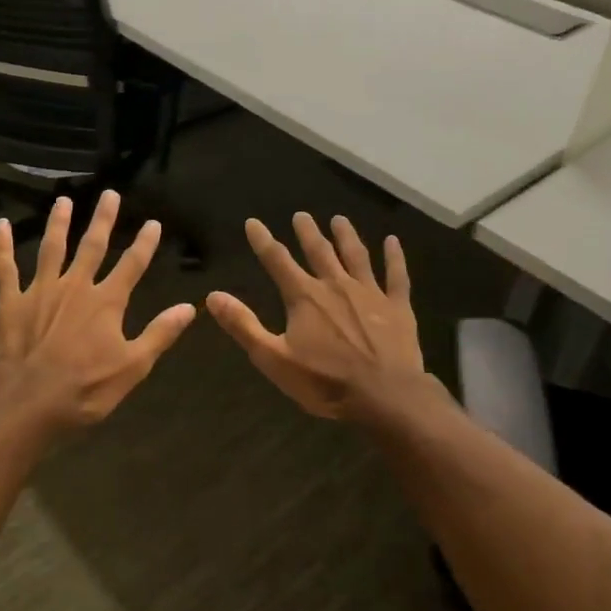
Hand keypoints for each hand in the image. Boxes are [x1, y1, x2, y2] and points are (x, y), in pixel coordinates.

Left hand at [0, 190, 196, 430]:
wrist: (26, 401)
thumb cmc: (84, 388)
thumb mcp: (133, 367)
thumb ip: (160, 333)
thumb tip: (189, 307)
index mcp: (106, 302)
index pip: (132, 265)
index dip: (144, 243)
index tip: (153, 223)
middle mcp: (75, 286)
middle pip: (92, 246)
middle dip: (103, 220)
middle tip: (109, 194)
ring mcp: (40, 290)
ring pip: (51, 248)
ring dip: (58, 223)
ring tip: (64, 200)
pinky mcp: (10, 301)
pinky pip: (5, 268)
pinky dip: (2, 246)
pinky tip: (0, 225)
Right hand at [206, 213, 430, 423]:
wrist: (386, 396)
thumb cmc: (326, 382)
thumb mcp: (274, 359)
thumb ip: (243, 326)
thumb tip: (213, 296)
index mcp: (305, 297)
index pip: (277, 261)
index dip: (263, 241)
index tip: (253, 222)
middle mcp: (336, 285)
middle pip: (319, 251)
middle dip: (307, 232)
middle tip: (301, 214)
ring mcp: (370, 293)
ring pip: (356, 256)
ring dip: (346, 236)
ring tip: (340, 219)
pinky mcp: (398, 307)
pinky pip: (396, 275)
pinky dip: (394, 257)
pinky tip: (393, 242)